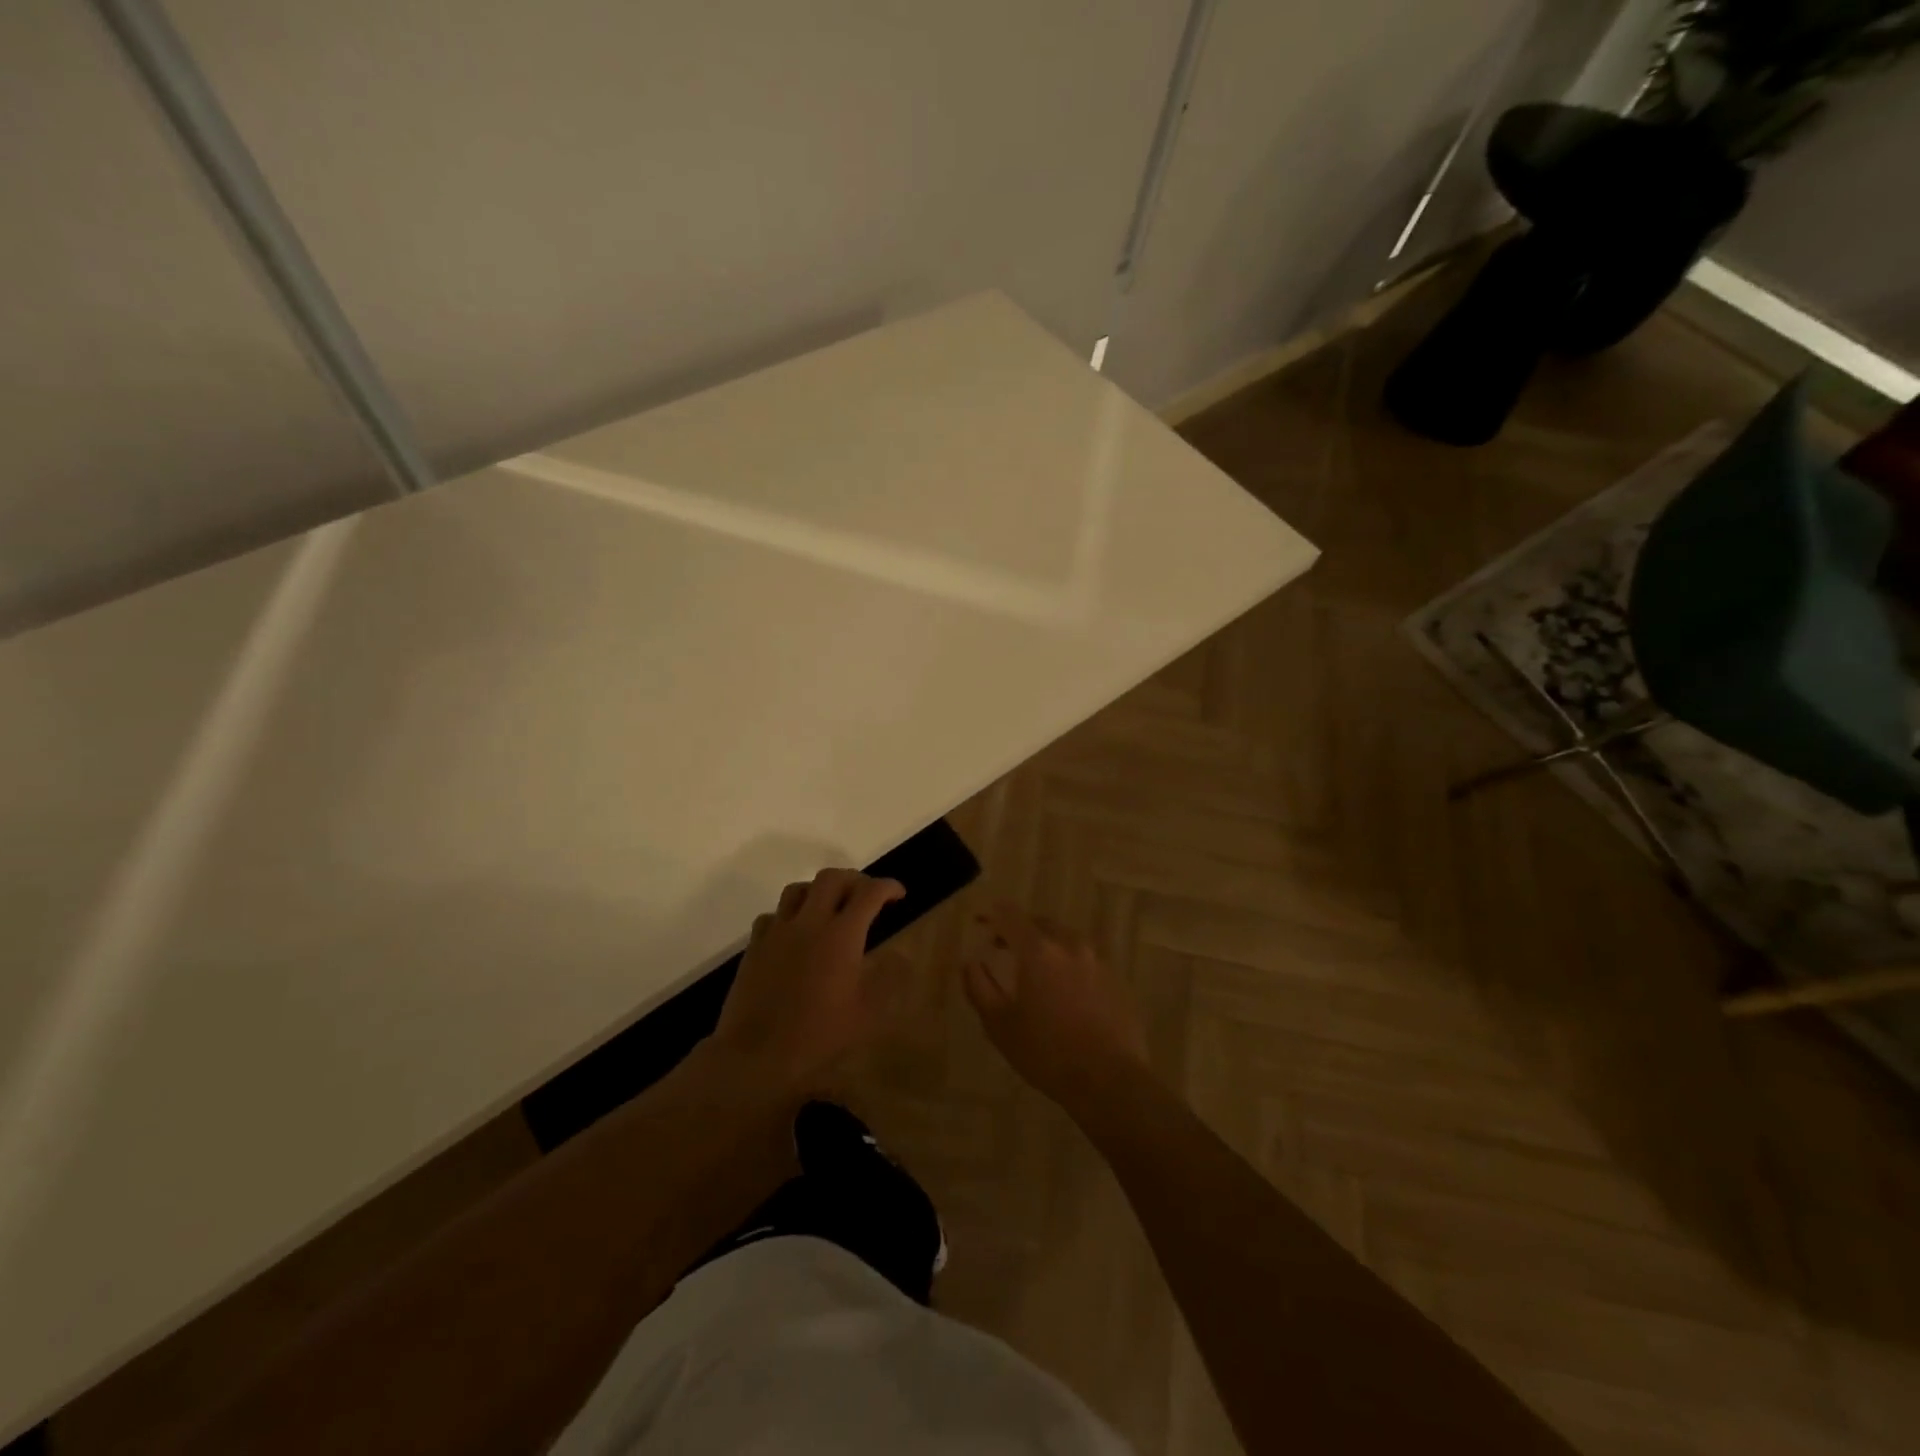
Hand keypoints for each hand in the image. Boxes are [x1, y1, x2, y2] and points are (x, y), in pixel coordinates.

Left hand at [713, 868, 905, 1090]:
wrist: (756, 1054)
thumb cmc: (818, 1034)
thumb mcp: (866, 1013)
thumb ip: (888, 979)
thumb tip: (902, 956)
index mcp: (842, 935)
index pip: (869, 893)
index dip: (888, 887)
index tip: (899, 894)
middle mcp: (810, 922)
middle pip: (832, 878)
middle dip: (854, 879)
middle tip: (866, 895)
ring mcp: (778, 931)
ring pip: (799, 889)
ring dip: (819, 890)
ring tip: (830, 906)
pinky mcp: (755, 945)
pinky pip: (773, 915)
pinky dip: (789, 915)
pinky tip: (794, 932)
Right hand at [963, 903, 1150, 1110]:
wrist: (1110, 1080)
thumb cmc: (1046, 1052)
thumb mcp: (999, 1024)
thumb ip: (979, 987)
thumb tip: (970, 963)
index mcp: (1039, 950)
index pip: (1010, 914)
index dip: (991, 914)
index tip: (979, 922)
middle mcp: (1070, 945)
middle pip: (1040, 923)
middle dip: (1019, 930)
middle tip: (1003, 947)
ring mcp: (1098, 961)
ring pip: (1065, 940)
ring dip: (1046, 947)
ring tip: (1034, 971)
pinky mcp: (1116, 980)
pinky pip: (1085, 961)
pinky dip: (1068, 966)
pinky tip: (1064, 993)